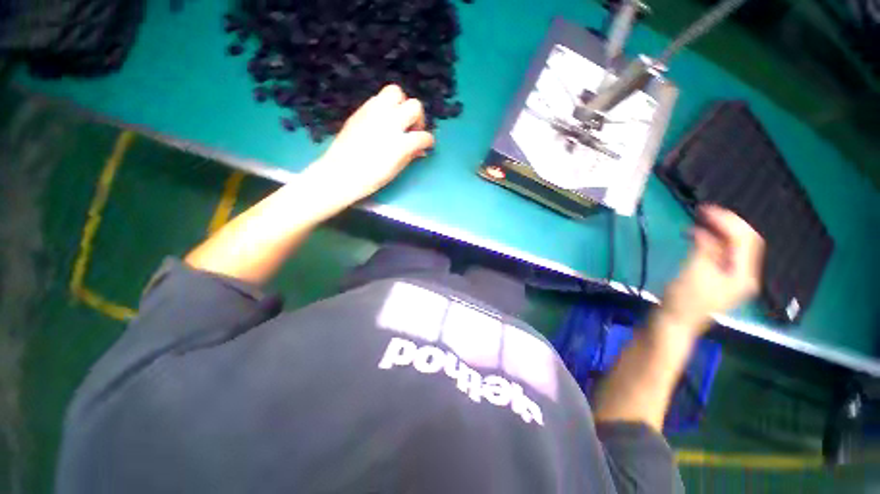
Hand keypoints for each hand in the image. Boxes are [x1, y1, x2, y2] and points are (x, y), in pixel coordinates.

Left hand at [305, 84, 434, 203]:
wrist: (340, 173)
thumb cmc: (371, 178)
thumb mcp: (395, 170)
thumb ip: (410, 155)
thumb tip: (420, 149)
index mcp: (400, 143)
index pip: (424, 136)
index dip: (428, 141)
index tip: (426, 145)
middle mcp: (390, 122)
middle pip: (414, 106)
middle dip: (417, 118)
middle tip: (412, 130)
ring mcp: (374, 113)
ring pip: (395, 92)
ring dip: (401, 105)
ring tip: (397, 119)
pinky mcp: (361, 110)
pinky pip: (378, 98)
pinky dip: (385, 106)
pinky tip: (382, 121)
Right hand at [661, 205, 764, 332]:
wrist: (674, 322)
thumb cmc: (684, 300)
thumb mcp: (694, 272)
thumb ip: (704, 249)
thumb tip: (704, 232)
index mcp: (743, 275)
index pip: (746, 240)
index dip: (729, 221)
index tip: (707, 210)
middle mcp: (743, 274)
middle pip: (743, 242)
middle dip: (726, 224)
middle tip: (704, 211)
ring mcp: (731, 276)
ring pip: (731, 247)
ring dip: (717, 231)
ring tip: (699, 221)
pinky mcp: (717, 277)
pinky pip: (720, 254)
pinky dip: (710, 242)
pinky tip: (696, 236)